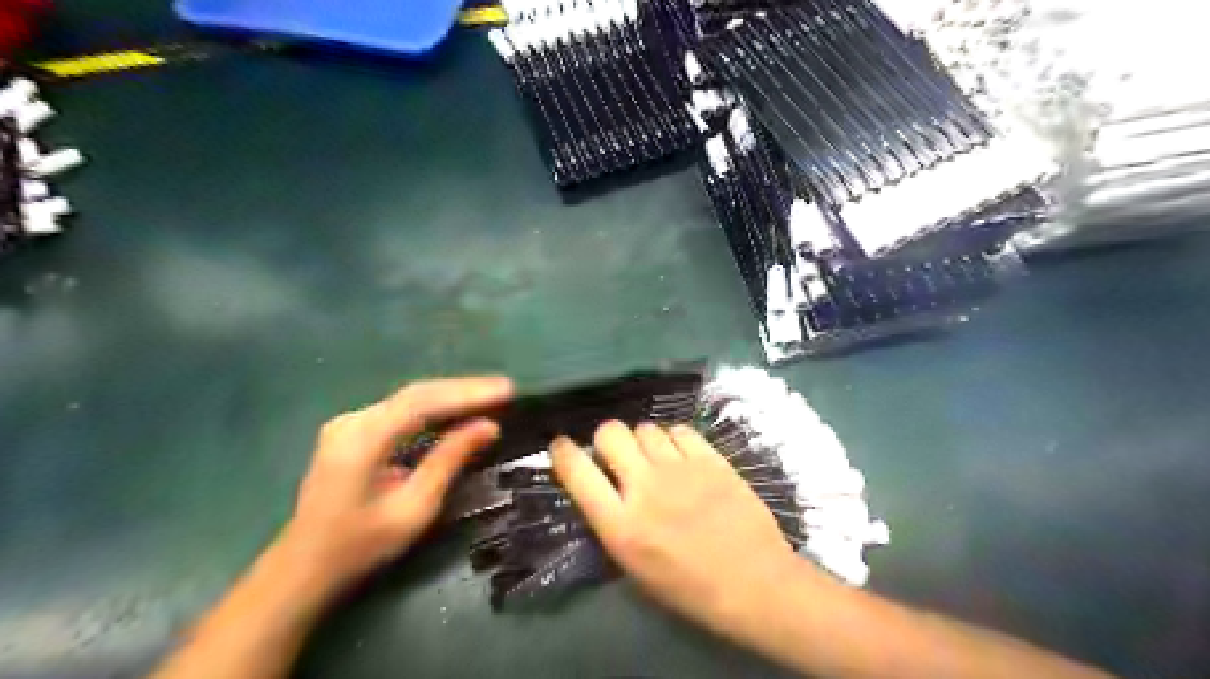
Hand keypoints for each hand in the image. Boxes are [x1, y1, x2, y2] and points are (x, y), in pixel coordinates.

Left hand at [275, 377, 512, 605]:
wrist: (303, 569)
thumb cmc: (360, 546)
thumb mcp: (414, 508)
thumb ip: (449, 460)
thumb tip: (488, 426)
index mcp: (362, 439)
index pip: (423, 402)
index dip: (468, 393)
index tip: (506, 390)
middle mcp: (353, 420)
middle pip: (417, 394)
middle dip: (464, 390)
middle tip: (505, 390)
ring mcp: (349, 423)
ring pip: (410, 399)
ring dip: (451, 396)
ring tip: (491, 395)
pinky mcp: (352, 431)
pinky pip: (400, 410)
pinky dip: (433, 408)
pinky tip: (457, 410)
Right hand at [550, 425, 801, 632]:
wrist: (754, 582)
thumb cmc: (690, 588)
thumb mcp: (634, 568)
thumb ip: (612, 522)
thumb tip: (600, 485)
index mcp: (621, 525)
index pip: (576, 471)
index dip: (563, 452)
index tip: (562, 447)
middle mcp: (645, 488)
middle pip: (610, 433)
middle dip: (606, 439)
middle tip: (617, 455)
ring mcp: (680, 469)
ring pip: (645, 428)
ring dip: (642, 441)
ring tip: (654, 458)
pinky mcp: (711, 459)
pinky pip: (680, 430)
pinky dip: (674, 440)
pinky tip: (681, 456)